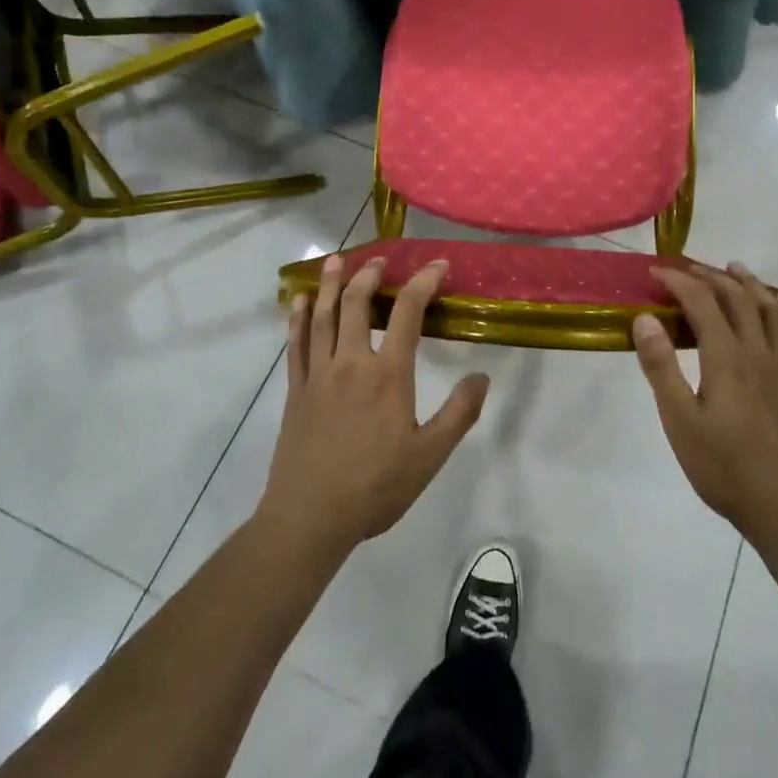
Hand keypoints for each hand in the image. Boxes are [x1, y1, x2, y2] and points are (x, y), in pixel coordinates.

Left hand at [257, 256, 489, 561]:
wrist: (309, 518)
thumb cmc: (375, 487)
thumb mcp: (429, 456)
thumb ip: (458, 414)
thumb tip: (482, 376)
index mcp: (388, 375)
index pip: (407, 313)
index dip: (423, 282)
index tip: (437, 265)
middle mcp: (351, 364)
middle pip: (357, 304)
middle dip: (370, 275)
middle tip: (380, 259)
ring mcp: (318, 375)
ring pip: (324, 317)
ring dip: (331, 284)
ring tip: (336, 260)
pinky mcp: (296, 391)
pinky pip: (296, 344)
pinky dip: (299, 318)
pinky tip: (301, 302)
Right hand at [632, 263, 777, 543]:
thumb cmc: (725, 467)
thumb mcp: (680, 421)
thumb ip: (661, 368)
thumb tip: (645, 319)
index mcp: (727, 358)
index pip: (702, 302)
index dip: (678, 281)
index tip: (655, 273)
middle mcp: (759, 351)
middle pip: (738, 297)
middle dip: (710, 276)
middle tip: (686, 269)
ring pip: (772, 308)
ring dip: (750, 283)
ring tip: (734, 269)